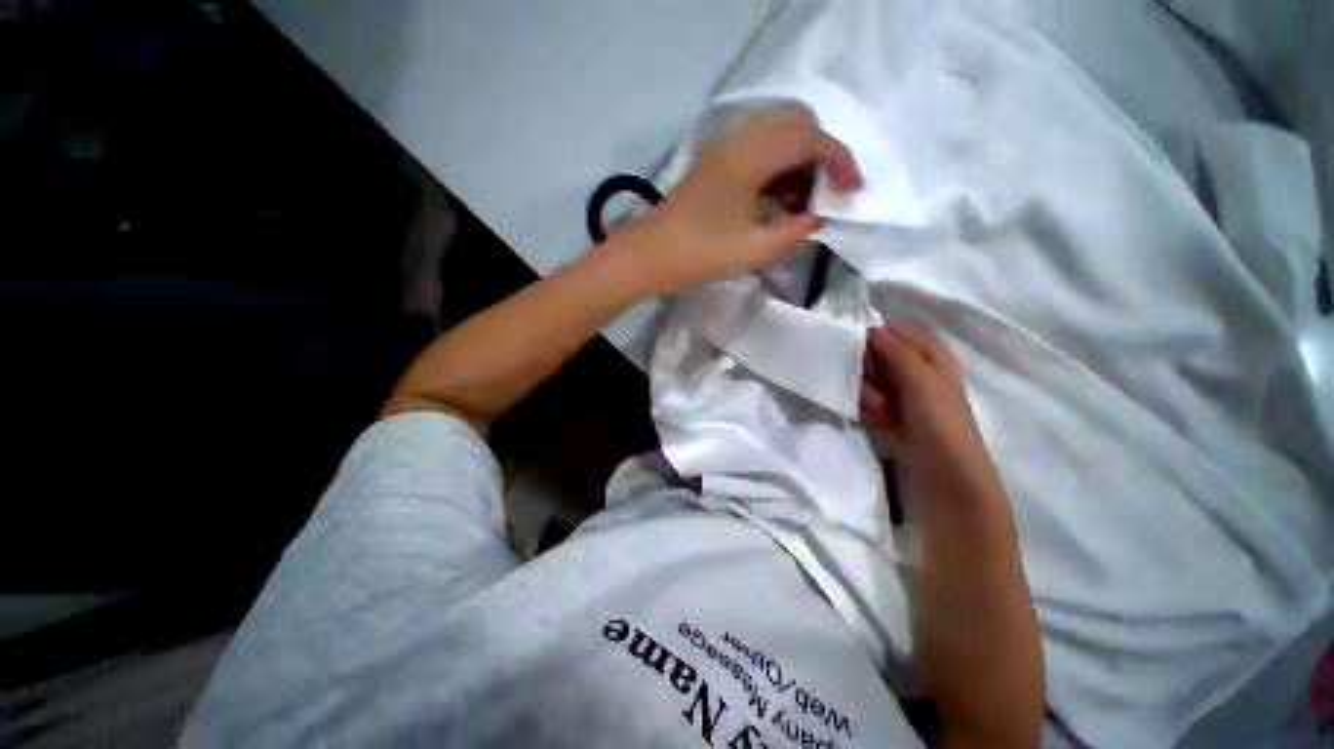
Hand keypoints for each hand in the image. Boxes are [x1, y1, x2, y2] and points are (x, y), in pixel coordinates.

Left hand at [616, 106, 861, 295]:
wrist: (649, 256)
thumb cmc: (699, 254)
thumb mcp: (754, 250)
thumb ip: (794, 232)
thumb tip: (816, 219)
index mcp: (751, 155)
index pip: (810, 138)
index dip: (840, 161)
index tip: (854, 191)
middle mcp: (739, 138)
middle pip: (796, 122)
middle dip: (820, 154)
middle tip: (825, 194)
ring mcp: (723, 148)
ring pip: (776, 133)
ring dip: (798, 160)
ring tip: (801, 204)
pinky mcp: (715, 163)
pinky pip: (758, 149)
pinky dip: (777, 167)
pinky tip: (776, 201)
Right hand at [860, 323, 1001, 500]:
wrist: (944, 477)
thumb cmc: (940, 423)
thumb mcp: (922, 380)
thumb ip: (897, 352)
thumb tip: (872, 327)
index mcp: (934, 360)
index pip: (903, 333)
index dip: (881, 330)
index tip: (853, 331)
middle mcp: (917, 375)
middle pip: (882, 356)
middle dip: (868, 363)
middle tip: (860, 372)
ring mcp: (900, 397)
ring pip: (871, 378)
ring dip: (866, 387)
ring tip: (872, 403)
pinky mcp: (886, 416)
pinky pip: (866, 400)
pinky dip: (865, 405)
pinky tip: (871, 415)